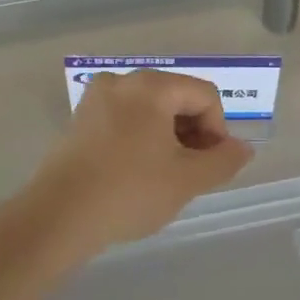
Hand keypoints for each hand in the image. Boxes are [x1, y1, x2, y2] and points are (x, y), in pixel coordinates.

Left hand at [28, 70, 253, 255]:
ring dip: (168, 137)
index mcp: (151, 86)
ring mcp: (96, 99)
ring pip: (150, 110)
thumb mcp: (187, 180)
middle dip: (192, 132)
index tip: (210, 165)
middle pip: (176, 97)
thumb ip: (223, 160)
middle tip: (191, 172)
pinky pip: (124, 119)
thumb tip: (242, 148)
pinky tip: (137, 173)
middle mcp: (122, 81)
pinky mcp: (79, 120)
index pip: (204, 95)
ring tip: (165, 176)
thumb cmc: (129, 192)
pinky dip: (141, 139)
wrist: (58, 217)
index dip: (217, 130)